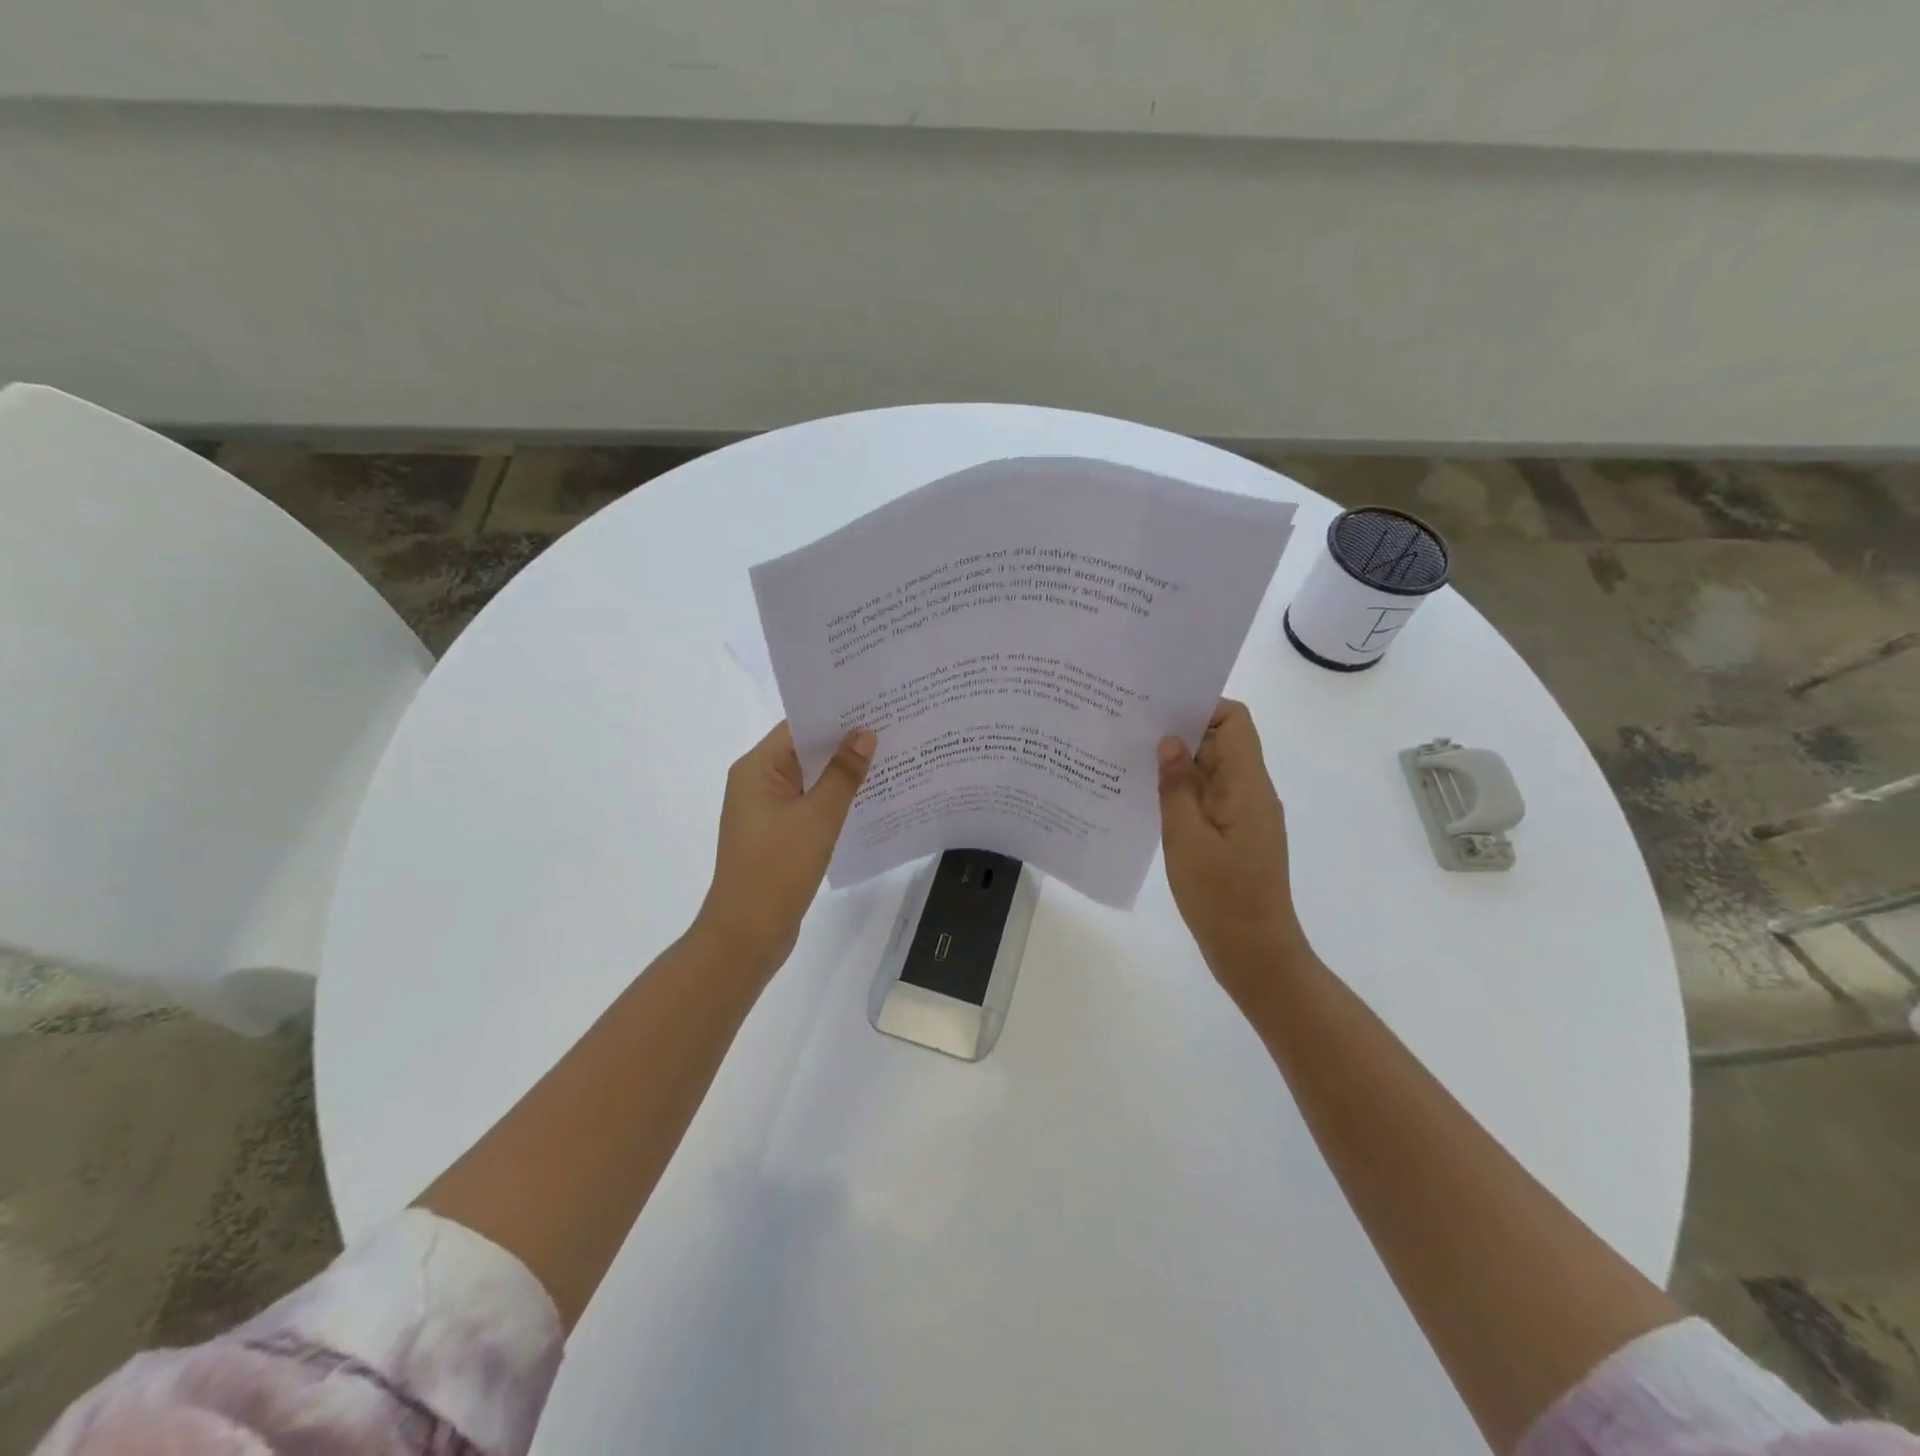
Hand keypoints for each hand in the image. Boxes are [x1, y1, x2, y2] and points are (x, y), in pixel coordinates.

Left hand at [696, 721, 876, 977]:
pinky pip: (810, 803)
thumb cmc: (777, 869)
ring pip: (810, 778)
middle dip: (845, 741)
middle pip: (805, 750)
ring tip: (890, 756)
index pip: (799, 726)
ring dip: (842, 771)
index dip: (836, 714)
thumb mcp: (817, 818)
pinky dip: (835, 798)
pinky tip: (869, 797)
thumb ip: (843, 774)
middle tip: (893, 727)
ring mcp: (767, 810)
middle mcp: (758, 782)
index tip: (876, 704)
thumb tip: (865, 734)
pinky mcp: (778, 834)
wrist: (746, 935)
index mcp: (757, 769)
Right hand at [1157, 699, 1312, 1002]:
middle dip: (1179, 732)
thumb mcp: (1187, 839)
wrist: (1254, 954)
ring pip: (1211, 770)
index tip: (1158, 711)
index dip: (1200, 707)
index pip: (1234, 721)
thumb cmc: (1221, 897)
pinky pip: (1207, 797)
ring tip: (1130, 760)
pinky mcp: (1233, 834)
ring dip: (1177, 765)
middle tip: (1130, 730)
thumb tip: (1169, 741)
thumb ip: (1177, 787)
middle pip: (1221, 742)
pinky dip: (1181, 791)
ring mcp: (1243, 814)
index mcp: (1248, 786)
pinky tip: (1147, 798)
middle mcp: (1251, 792)